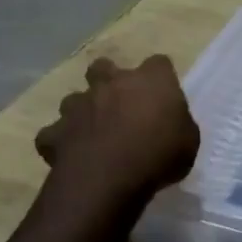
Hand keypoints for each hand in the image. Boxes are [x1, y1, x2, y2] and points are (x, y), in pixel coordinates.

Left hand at [36, 55, 198, 204]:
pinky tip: (69, 155)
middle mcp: (111, 84)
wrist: (109, 178)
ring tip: (92, 133)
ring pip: (74, 99)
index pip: (159, 63)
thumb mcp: (188, 142)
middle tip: (119, 105)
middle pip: (104, 66)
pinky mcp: (55, 133)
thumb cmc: (159, 156)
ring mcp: (78, 106)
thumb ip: (178, 125)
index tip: (164, 97)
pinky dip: (60, 142)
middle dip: (108, 80)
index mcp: (150, 81)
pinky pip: (53, 134)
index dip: (160, 78)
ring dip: (82, 112)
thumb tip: (171, 124)